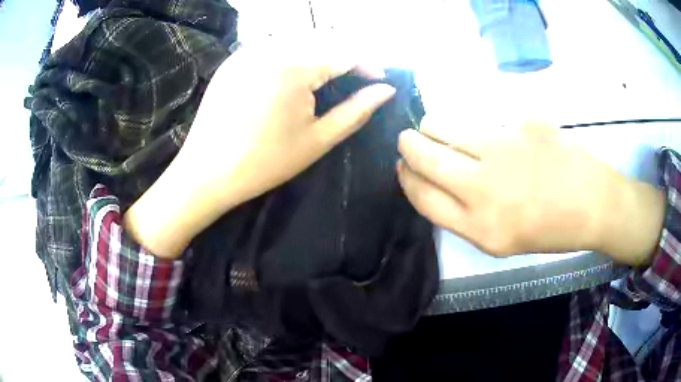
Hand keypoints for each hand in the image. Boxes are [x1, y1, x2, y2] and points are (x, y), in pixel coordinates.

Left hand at [124, 37, 395, 257]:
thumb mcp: (317, 140)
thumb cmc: (264, 162)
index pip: (345, 51)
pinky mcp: (235, 58)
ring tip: (332, 74)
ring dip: (321, 50)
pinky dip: (294, 52)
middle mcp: (271, 47)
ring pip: (298, 37)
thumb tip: (386, 91)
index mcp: (295, 66)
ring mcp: (249, 50)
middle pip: (323, 38)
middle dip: (347, 54)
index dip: (369, 62)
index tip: (381, 79)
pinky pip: (273, 44)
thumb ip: (357, 111)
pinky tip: (296, 72)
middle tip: (359, 76)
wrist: (206, 173)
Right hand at [397, 119, 664, 264]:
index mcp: (479, 227)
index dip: (405, 176)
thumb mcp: (500, 240)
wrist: (593, 203)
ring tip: (444, 130)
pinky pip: (480, 116)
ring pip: (442, 123)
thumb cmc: (548, 228)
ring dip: (433, 126)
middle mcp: (484, 187)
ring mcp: (503, 148)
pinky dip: (475, 123)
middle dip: (408, 144)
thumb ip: (461, 214)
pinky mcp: (520, 121)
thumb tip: (431, 178)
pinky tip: (496, 134)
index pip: (420, 193)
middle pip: (422, 154)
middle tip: (410, 139)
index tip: (402, 165)